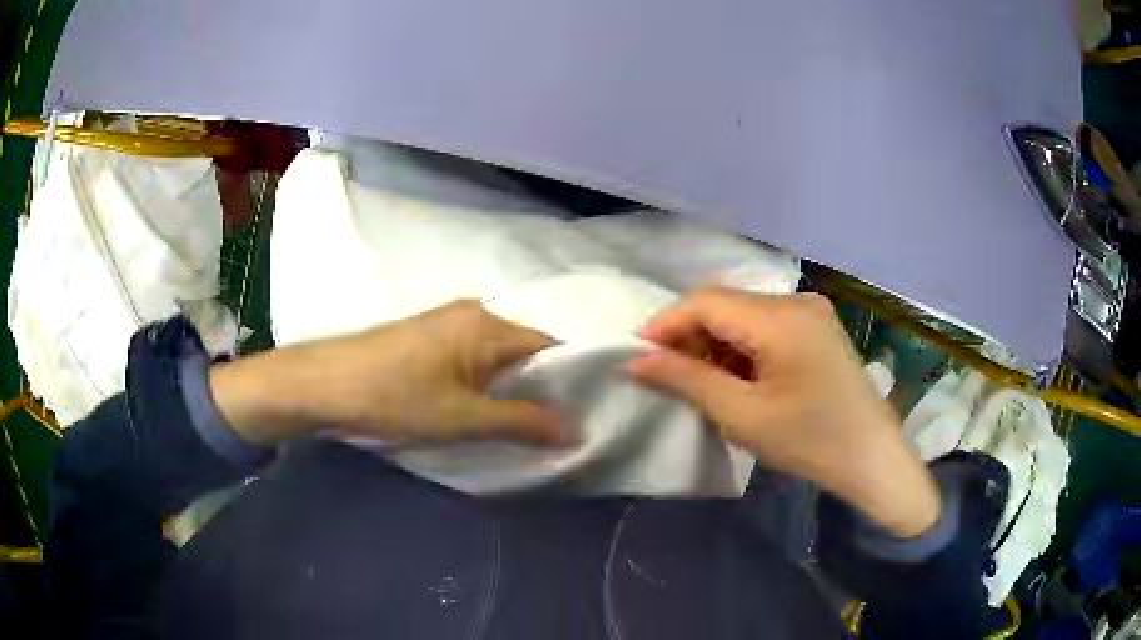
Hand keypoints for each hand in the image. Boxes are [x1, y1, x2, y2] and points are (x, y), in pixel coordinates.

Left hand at [209, 301, 564, 447]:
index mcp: (489, 325)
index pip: (552, 347)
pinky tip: (484, 410)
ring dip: (514, 389)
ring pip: (500, 357)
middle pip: (527, 351)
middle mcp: (474, 314)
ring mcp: (448, 324)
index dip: (572, 381)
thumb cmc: (395, 398)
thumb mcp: (463, 418)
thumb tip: (575, 430)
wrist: (324, 385)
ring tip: (525, 426)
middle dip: (543, 389)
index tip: (587, 415)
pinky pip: (475, 359)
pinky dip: (488, 384)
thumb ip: (522, 423)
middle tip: (557, 429)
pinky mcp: (429, 339)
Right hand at [628, 288, 940, 538]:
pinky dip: (742, 349)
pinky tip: (738, 380)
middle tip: (668, 376)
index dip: (665, 323)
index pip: (706, 302)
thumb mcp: (742, 415)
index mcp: (781, 317)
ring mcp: (811, 312)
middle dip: (690, 336)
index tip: (635, 355)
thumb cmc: (809, 441)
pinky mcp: (818, 329)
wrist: (872, 458)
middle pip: (725, 305)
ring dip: (716, 344)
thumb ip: (686, 380)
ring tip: (703, 385)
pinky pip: (766, 327)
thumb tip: (635, 361)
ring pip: (744, 316)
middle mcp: (796, 301)